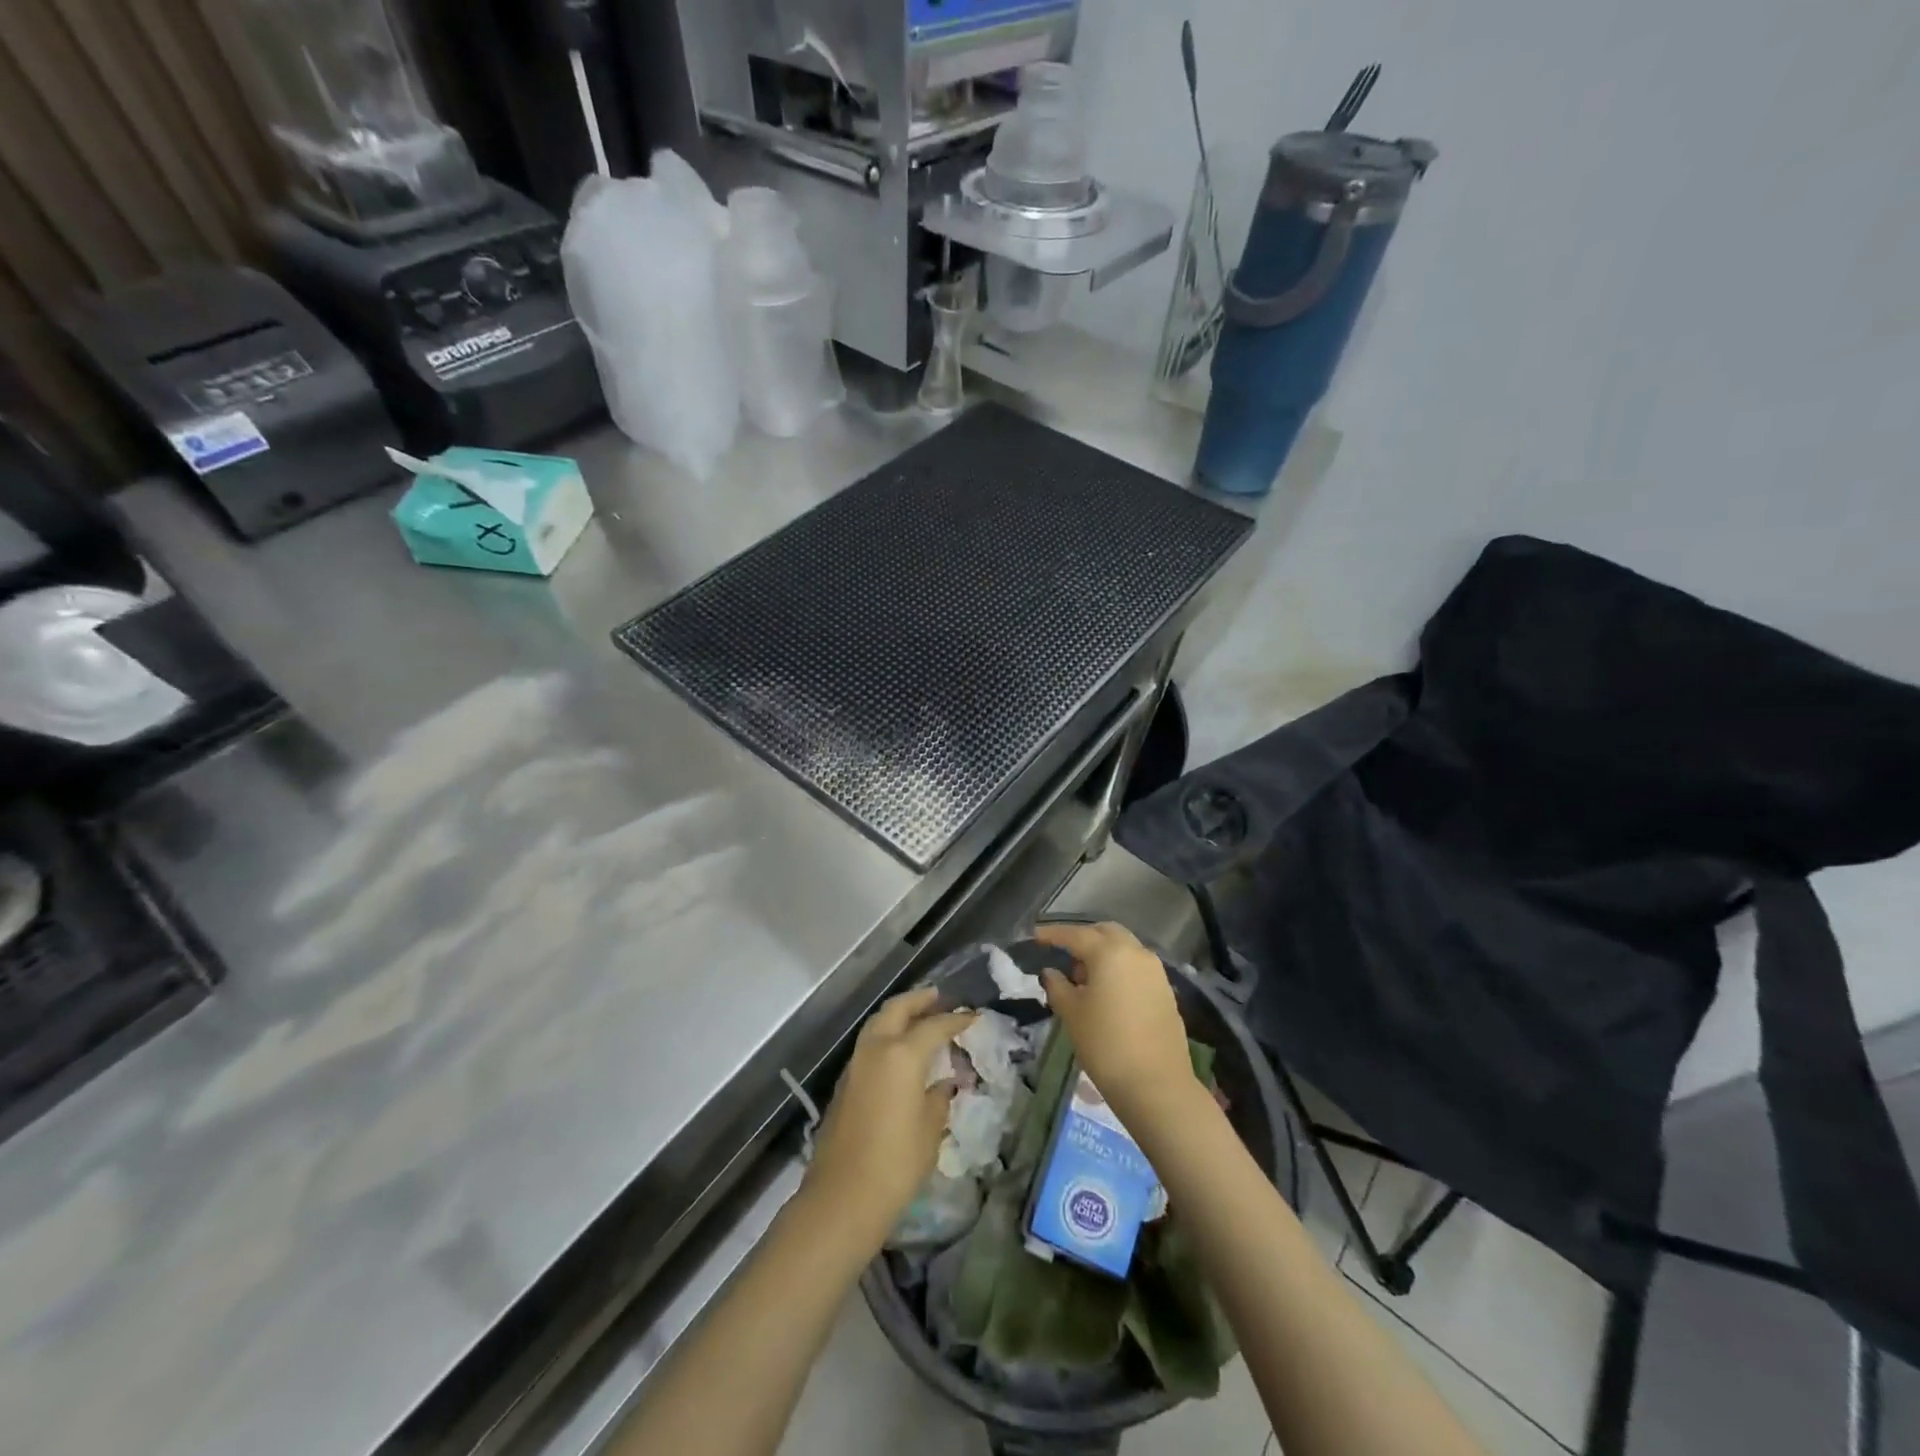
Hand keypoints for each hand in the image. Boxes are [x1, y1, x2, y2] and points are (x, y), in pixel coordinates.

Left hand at [801, 987, 973, 1245]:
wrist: (842, 1197)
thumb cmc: (896, 1164)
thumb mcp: (930, 1131)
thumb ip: (939, 1098)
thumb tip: (944, 1083)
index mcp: (902, 1055)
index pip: (934, 1026)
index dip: (955, 1019)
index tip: (972, 1016)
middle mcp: (876, 1049)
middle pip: (897, 1010)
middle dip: (919, 1000)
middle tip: (939, 997)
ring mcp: (856, 1064)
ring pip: (878, 1023)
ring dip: (899, 1015)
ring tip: (920, 1017)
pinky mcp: (845, 1082)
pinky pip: (870, 1044)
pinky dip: (887, 1035)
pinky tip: (900, 1050)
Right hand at [1035, 921, 1197, 1113]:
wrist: (1156, 1084)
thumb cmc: (1105, 1044)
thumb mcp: (1072, 1013)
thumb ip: (1058, 986)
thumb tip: (1051, 972)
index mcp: (1110, 952)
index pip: (1075, 935)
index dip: (1053, 934)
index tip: (1035, 936)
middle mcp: (1136, 952)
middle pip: (1105, 933)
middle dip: (1083, 938)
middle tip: (1063, 954)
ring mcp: (1155, 971)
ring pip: (1124, 949)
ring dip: (1103, 954)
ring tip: (1083, 978)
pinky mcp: (1165, 990)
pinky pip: (1136, 967)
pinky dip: (1119, 969)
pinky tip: (1107, 992)